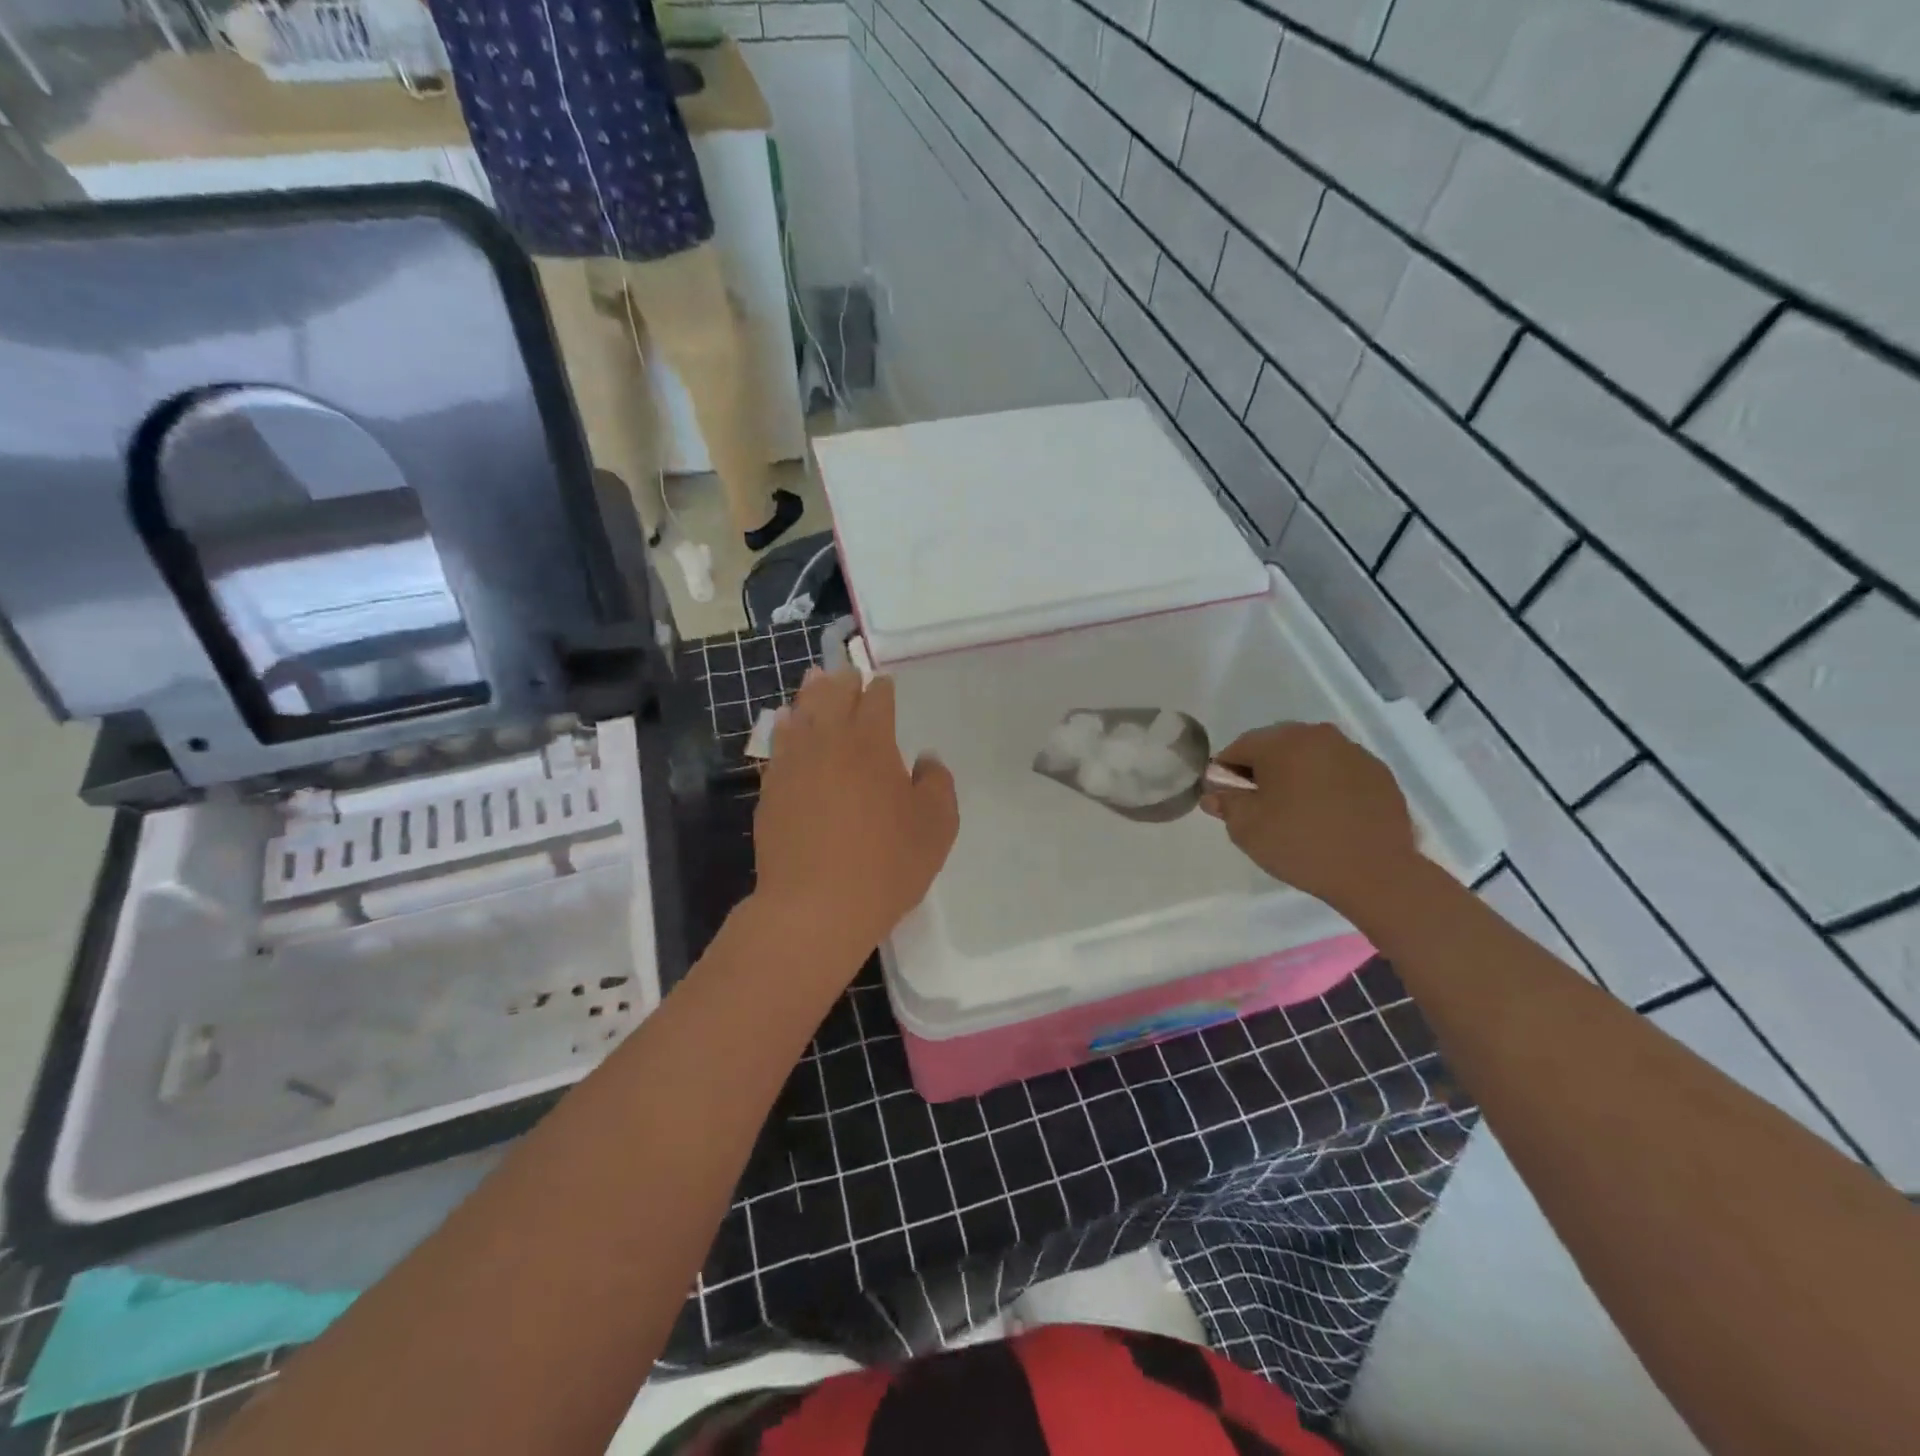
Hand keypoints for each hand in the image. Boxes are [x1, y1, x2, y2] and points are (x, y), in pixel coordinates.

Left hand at [752, 668, 958, 965]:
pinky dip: (784, 728)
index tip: (884, 684)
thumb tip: (925, 759)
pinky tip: (785, 726)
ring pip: (800, 715)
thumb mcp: (936, 827)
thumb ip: (937, 784)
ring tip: (813, 680)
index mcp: (871, 743)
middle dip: (842, 681)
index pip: (876, 700)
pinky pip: (777, 746)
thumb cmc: (886, 864)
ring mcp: (793, 765)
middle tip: (847, 672)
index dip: (881, 689)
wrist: (815, 906)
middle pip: (832, 696)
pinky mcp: (771, 790)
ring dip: (809, 695)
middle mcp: (828, 742)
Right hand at [1201, 722, 1420, 913]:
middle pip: (1276, 745)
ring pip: (1309, 756)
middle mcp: (1318, 735)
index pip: (1239, 747)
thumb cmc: (1300, 844)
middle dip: (1262, 770)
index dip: (1226, 772)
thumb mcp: (1246, 828)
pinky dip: (1327, 784)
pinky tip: (1327, 815)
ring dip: (1296, 775)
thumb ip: (1226, 803)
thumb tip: (1215, 793)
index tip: (1227, 799)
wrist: (1376, 872)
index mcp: (1282, 741)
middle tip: (1260, 806)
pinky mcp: (1379, 772)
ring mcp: (1353, 751)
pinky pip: (1339, 770)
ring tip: (1296, 812)